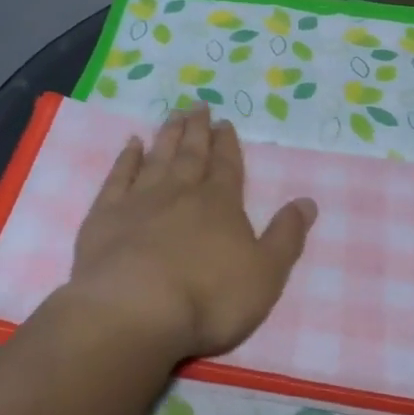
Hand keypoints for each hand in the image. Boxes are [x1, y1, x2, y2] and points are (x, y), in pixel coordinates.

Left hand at [67, 106, 316, 361]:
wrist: (134, 310)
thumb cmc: (209, 298)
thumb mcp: (265, 274)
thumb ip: (286, 236)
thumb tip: (308, 202)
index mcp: (220, 204)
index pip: (227, 166)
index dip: (227, 144)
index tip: (225, 122)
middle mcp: (180, 192)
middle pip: (191, 154)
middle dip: (197, 130)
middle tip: (198, 105)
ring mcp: (139, 200)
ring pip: (157, 158)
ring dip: (167, 136)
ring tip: (173, 115)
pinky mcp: (106, 215)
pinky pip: (118, 177)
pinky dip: (126, 158)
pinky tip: (131, 144)